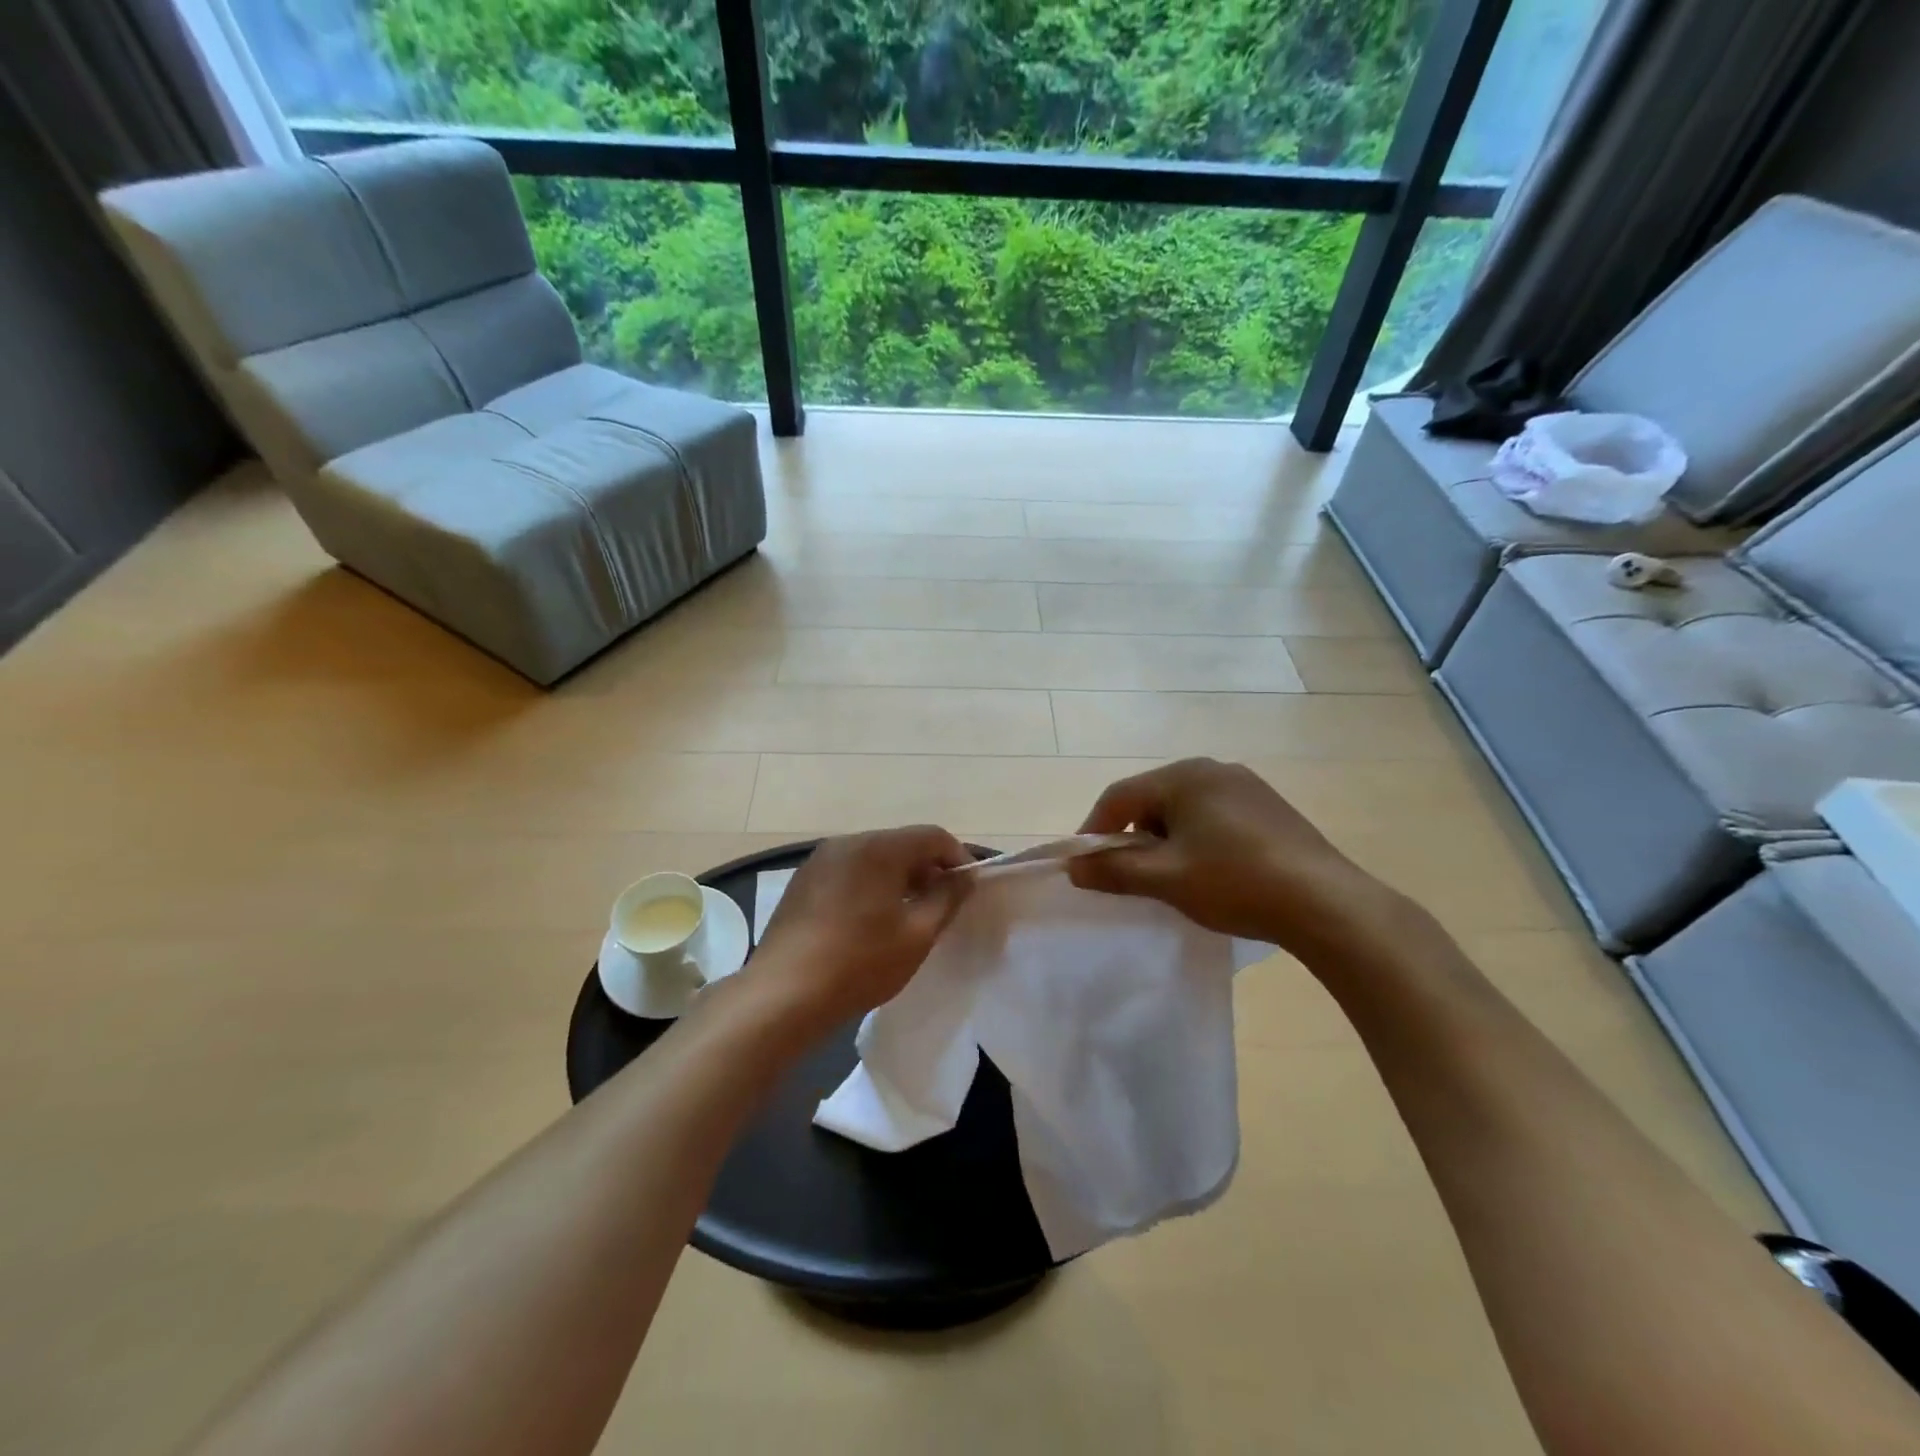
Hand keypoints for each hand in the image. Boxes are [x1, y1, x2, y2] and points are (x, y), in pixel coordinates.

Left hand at [755, 826, 973, 1024]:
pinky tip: (870, 921)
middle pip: (900, 843)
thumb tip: (963, 877)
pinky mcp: (802, 882)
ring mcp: (819, 860)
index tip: (968, 888)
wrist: (782, 994)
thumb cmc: (860, 963)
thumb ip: (947, 898)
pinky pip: (848, 872)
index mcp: (878, 848)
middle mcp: (847, 842)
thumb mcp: (917, 935)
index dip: (957, 857)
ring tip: (908, 915)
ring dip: (898, 878)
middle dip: (927, 868)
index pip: (932, 836)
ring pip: (873, 858)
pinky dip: (869, 885)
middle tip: (942, 905)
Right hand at [1068, 758, 1401, 960]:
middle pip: (1152, 799)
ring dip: (1166, 839)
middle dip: (1133, 836)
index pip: (1120, 796)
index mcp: (1185, 776)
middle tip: (1129, 874)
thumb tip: (1074, 867)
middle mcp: (1214, 769)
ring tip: (1172, 877)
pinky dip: (1198, 839)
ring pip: (1185, 808)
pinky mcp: (1269, 808)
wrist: (1325, 903)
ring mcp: (1247, 786)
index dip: (1095, 829)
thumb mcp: (1166, 879)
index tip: (1084, 865)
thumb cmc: (1235, 882)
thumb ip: (1114, 870)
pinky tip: (1212, 871)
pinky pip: (1215, 816)